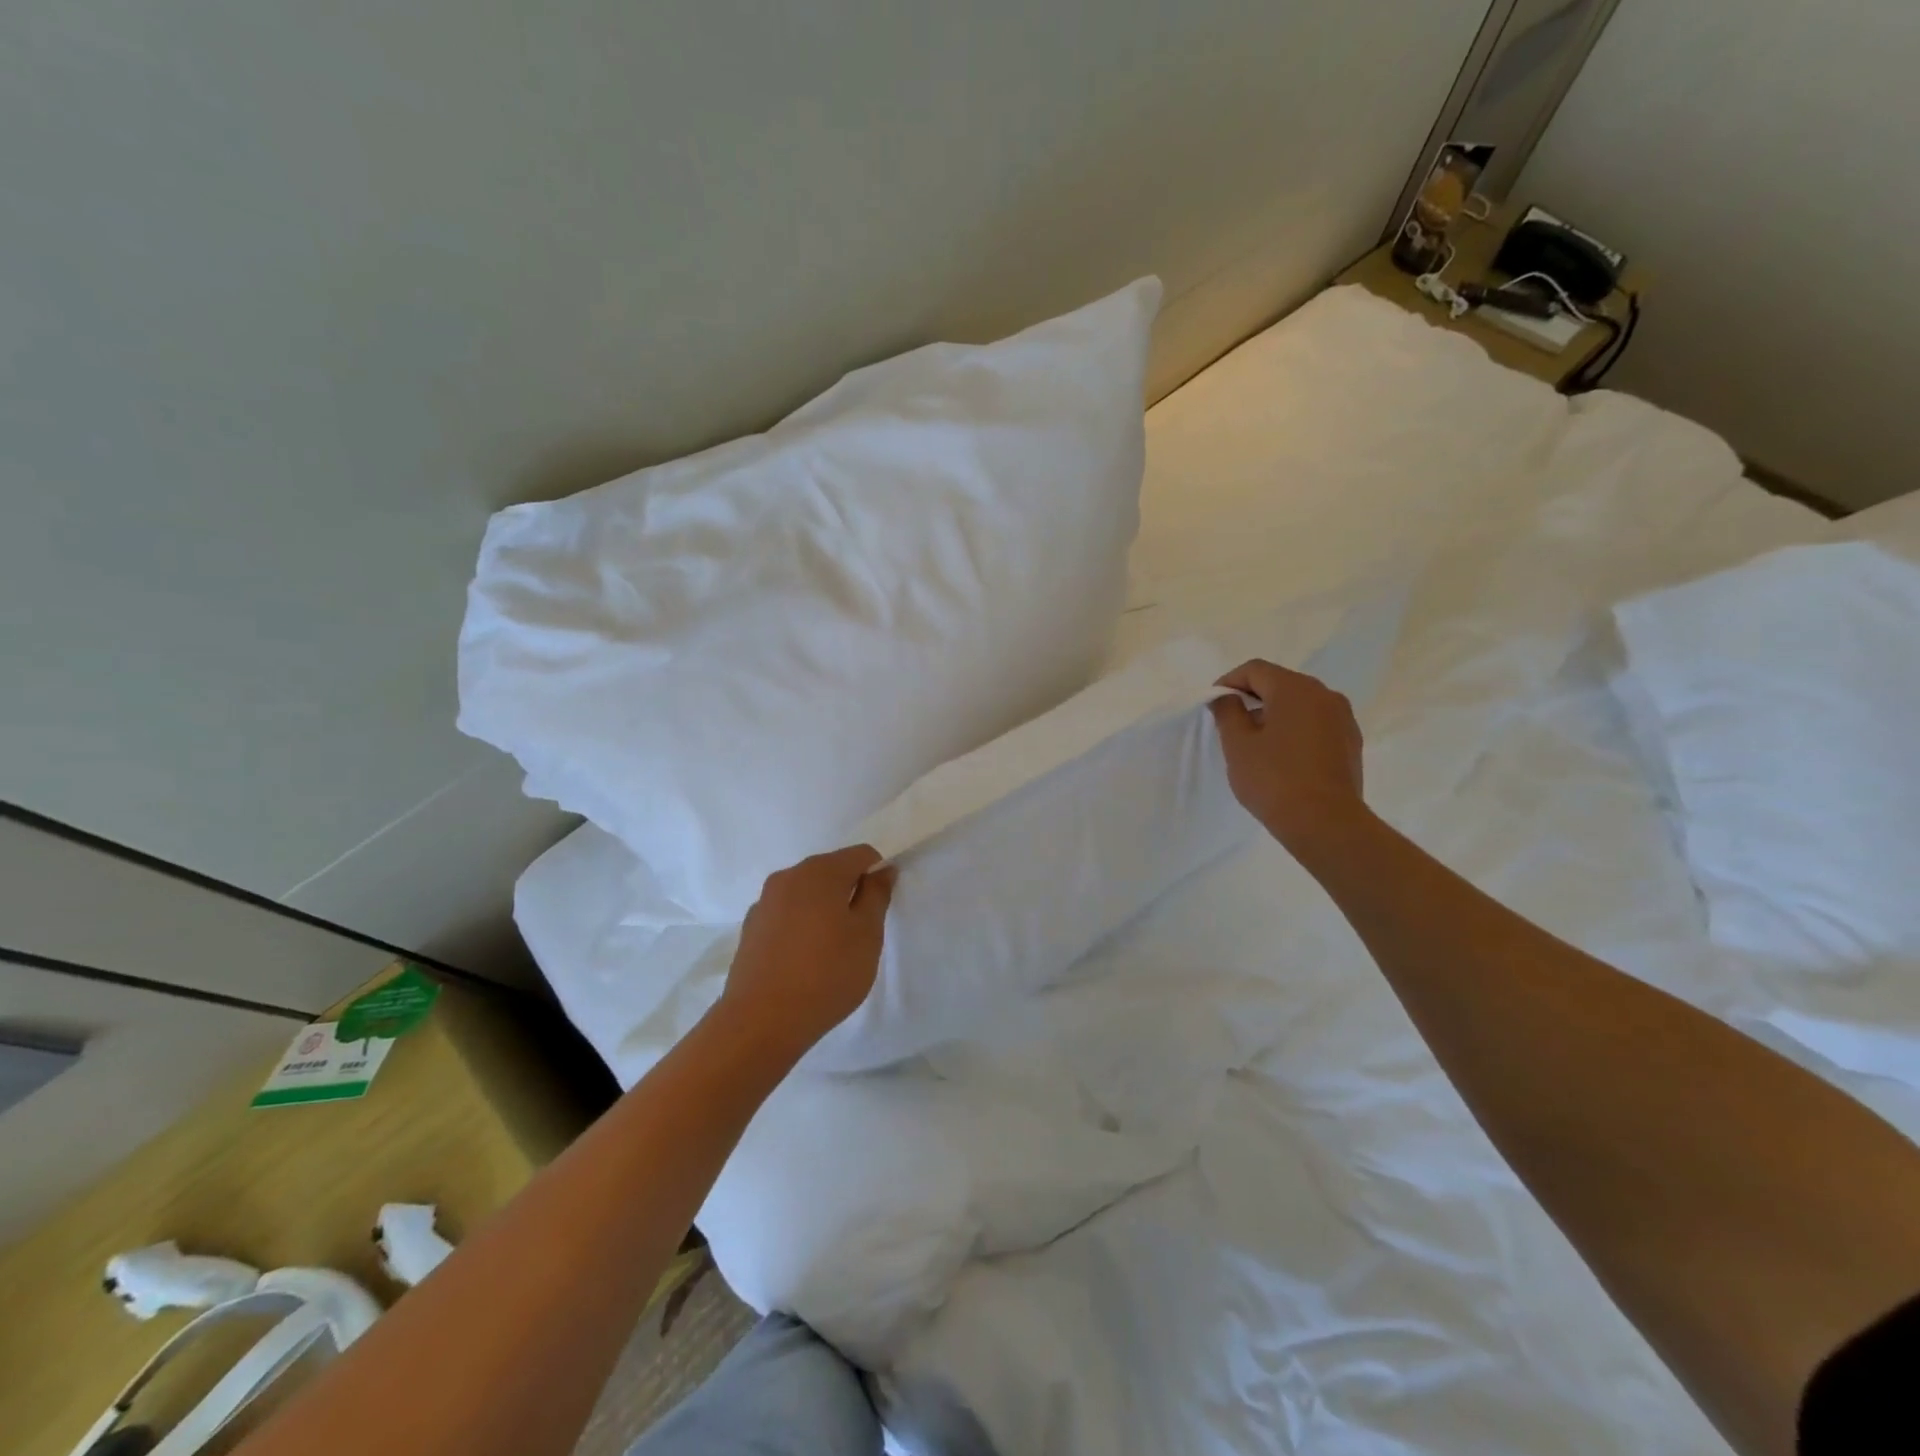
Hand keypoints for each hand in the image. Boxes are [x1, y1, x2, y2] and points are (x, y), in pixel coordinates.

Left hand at [716, 845, 895, 1062]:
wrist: (760, 1021)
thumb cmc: (826, 974)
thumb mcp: (867, 935)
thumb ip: (876, 895)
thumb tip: (882, 870)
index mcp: (820, 871)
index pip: (861, 855)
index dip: (878, 875)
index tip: (880, 909)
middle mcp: (788, 876)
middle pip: (831, 870)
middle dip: (850, 892)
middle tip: (860, 933)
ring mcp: (764, 902)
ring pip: (807, 894)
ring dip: (824, 909)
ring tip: (830, 951)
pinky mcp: (750, 928)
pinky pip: (786, 914)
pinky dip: (801, 926)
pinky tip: (803, 961)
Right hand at [1209, 659, 1367, 855]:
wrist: (1326, 823)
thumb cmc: (1274, 779)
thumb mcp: (1238, 745)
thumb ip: (1228, 712)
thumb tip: (1227, 698)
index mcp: (1294, 689)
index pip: (1255, 670)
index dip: (1229, 682)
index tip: (1214, 704)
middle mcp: (1324, 694)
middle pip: (1280, 683)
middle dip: (1253, 697)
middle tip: (1231, 722)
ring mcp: (1343, 718)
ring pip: (1300, 704)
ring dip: (1275, 713)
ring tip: (1256, 742)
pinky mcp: (1351, 742)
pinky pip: (1316, 723)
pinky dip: (1296, 729)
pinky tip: (1283, 756)